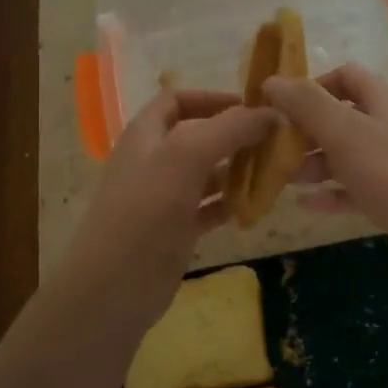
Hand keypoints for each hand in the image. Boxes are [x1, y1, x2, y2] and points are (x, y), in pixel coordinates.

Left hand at [54, 88, 276, 335]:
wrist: (112, 290)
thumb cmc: (145, 213)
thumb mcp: (185, 158)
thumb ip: (228, 129)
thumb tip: (271, 112)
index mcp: (146, 135)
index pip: (178, 100)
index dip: (213, 98)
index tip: (253, 107)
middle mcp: (154, 161)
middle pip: (199, 136)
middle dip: (235, 135)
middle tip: (275, 141)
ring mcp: (164, 198)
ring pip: (207, 173)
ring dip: (238, 169)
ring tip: (275, 172)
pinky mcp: (175, 230)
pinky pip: (208, 207)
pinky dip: (230, 203)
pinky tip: (254, 207)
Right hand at [263, 63, 387, 295]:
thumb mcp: (346, 133)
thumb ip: (308, 104)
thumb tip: (272, 80)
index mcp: (386, 101)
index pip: (346, 75)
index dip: (312, 86)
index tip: (281, 107)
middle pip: (344, 116)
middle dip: (308, 130)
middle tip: (275, 149)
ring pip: (349, 155)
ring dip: (316, 162)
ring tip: (284, 179)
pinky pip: (359, 189)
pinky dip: (333, 193)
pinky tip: (306, 205)